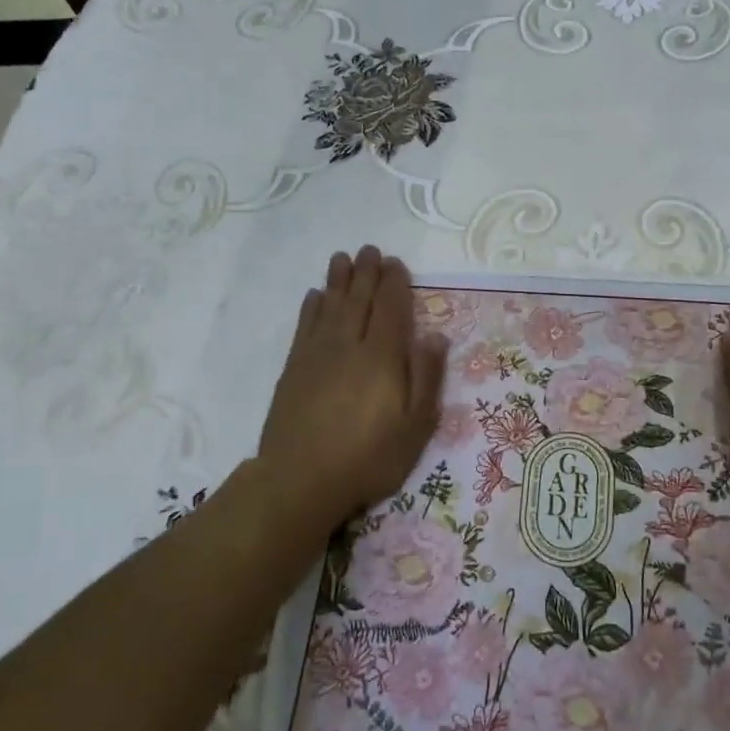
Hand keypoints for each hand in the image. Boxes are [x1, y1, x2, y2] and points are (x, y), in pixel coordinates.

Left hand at [257, 246, 447, 533]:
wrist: (300, 480)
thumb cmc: (368, 458)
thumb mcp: (415, 427)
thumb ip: (427, 378)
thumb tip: (436, 337)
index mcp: (382, 357)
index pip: (391, 309)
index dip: (394, 283)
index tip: (395, 263)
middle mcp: (348, 346)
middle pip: (359, 300)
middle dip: (366, 273)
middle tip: (369, 250)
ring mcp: (317, 355)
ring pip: (330, 306)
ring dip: (338, 281)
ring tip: (342, 258)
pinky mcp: (294, 369)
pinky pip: (305, 327)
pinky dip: (311, 307)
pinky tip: (315, 296)